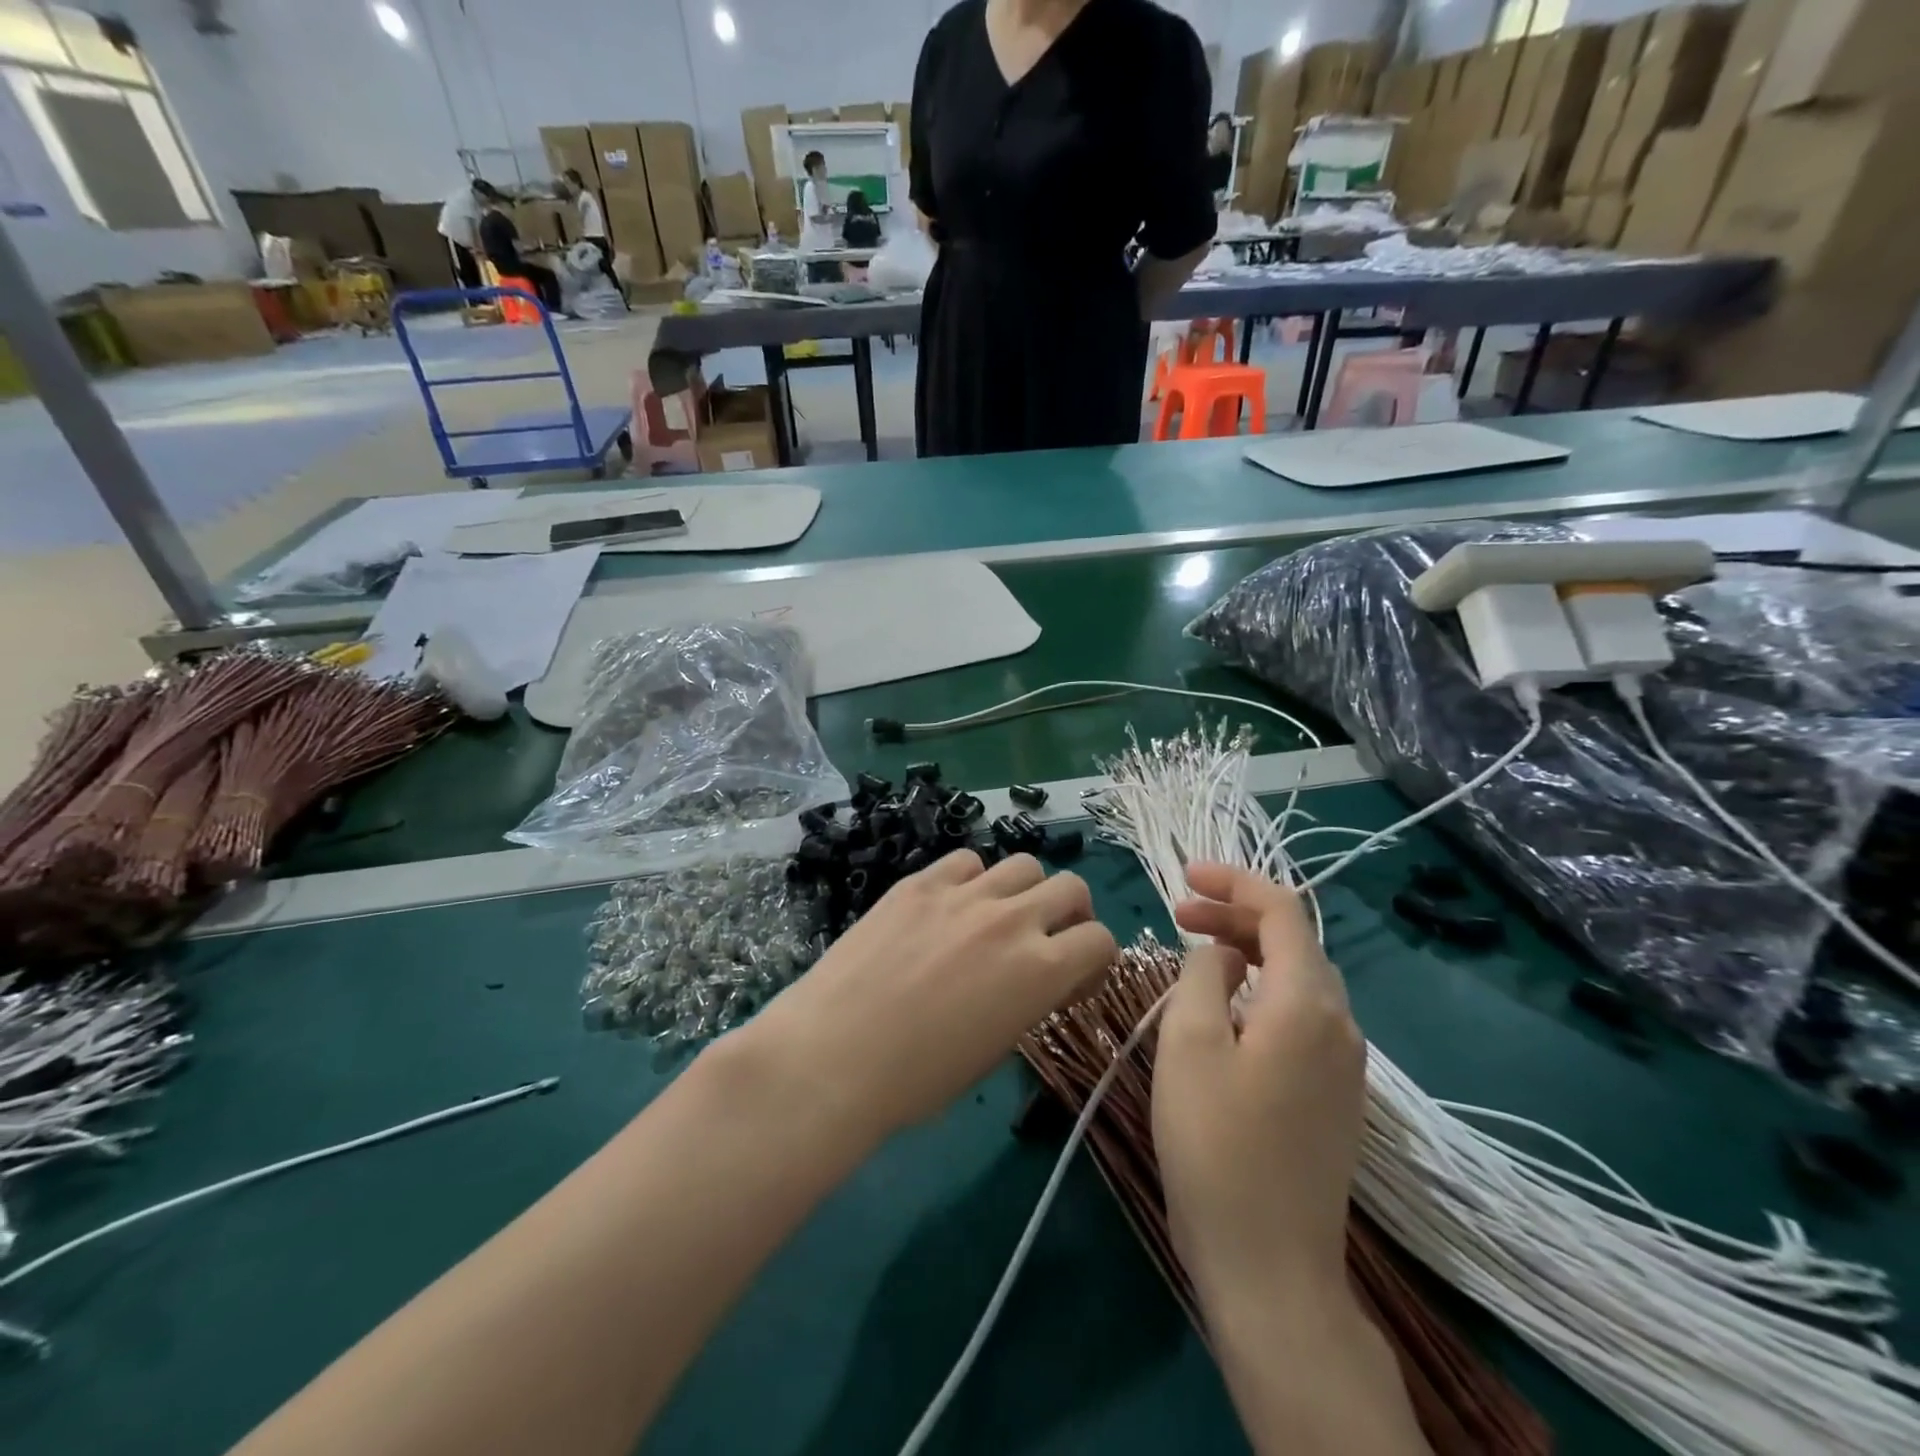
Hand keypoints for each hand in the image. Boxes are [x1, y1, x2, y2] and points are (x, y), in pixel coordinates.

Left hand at [734, 850, 1116, 1146]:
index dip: (1095, 960)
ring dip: (1024, 890)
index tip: (1074, 979)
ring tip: (998, 917)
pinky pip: (965, 861)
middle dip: (1071, 913)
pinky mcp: (920, 882)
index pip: (1101, 939)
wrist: (835, 1055)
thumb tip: (1034, 980)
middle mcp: (1012, 919)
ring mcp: (964, 894)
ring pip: (1023, 864)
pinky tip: (951, 907)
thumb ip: (1029, 999)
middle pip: (1071, 886)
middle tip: (1047, 938)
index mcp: (1041, 970)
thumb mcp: (994, 1049)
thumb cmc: (917, 1079)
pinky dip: (972, 880)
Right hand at [1153, 863, 1366, 1312]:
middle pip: (1293, 941)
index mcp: (1307, 1003)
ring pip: (1296, 979)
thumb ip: (1203, 974)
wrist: (1269, 1264)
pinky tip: (1222, 1008)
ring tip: (1194, 951)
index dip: (1235, 881)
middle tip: (1178, 913)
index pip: (1282, 910)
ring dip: (1247, 952)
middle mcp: (1339, 1024)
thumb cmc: (1216, 1143)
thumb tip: (1223, 952)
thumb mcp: (1188, 1042)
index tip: (1185, 874)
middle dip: (1235, 916)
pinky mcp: (1332, 1095)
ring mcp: (1342, 1064)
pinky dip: (1259, 989)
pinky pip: (1298, 1015)